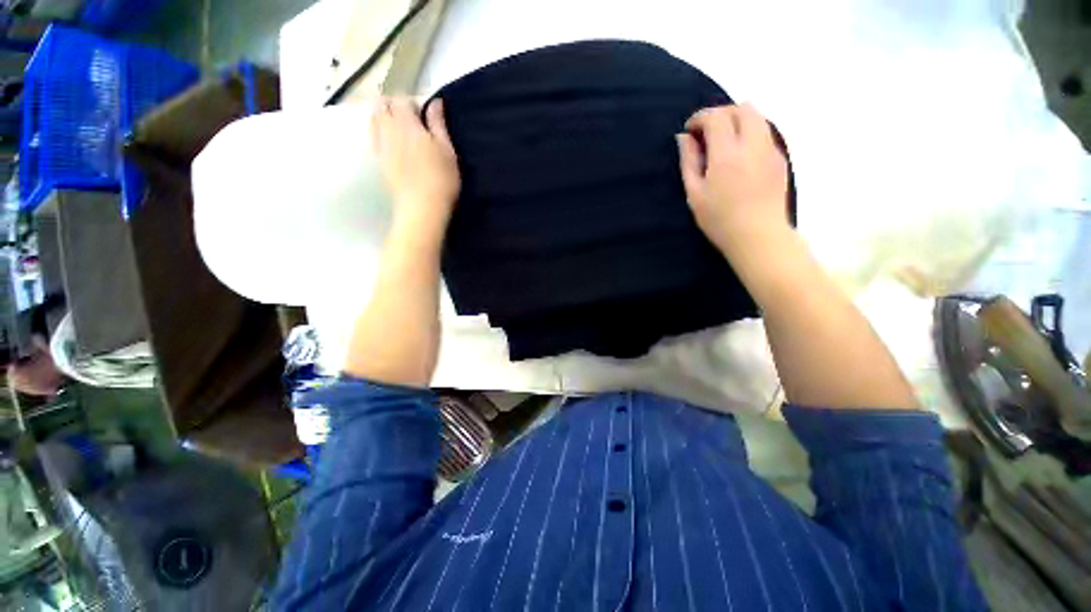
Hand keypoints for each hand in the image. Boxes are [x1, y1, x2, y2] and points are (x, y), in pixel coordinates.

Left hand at [371, 97, 459, 235]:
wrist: (421, 208)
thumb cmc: (441, 180)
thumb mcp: (447, 151)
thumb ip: (438, 124)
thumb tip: (435, 101)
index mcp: (408, 125)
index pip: (401, 99)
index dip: (412, 102)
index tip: (423, 113)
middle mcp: (389, 130)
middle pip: (381, 104)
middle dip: (393, 105)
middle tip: (410, 118)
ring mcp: (380, 145)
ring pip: (373, 118)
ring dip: (383, 115)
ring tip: (399, 127)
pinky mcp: (377, 160)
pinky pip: (372, 135)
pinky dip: (378, 130)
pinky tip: (391, 141)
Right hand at [677, 103, 789, 254]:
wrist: (759, 236)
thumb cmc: (719, 219)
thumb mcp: (694, 193)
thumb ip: (689, 161)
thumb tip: (684, 138)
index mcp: (727, 154)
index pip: (716, 117)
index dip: (700, 118)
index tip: (690, 130)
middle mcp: (753, 144)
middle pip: (741, 108)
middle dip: (721, 113)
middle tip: (706, 133)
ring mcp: (771, 149)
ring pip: (757, 116)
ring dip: (737, 121)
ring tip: (723, 143)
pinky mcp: (780, 159)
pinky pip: (765, 132)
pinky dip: (750, 133)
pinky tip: (739, 156)